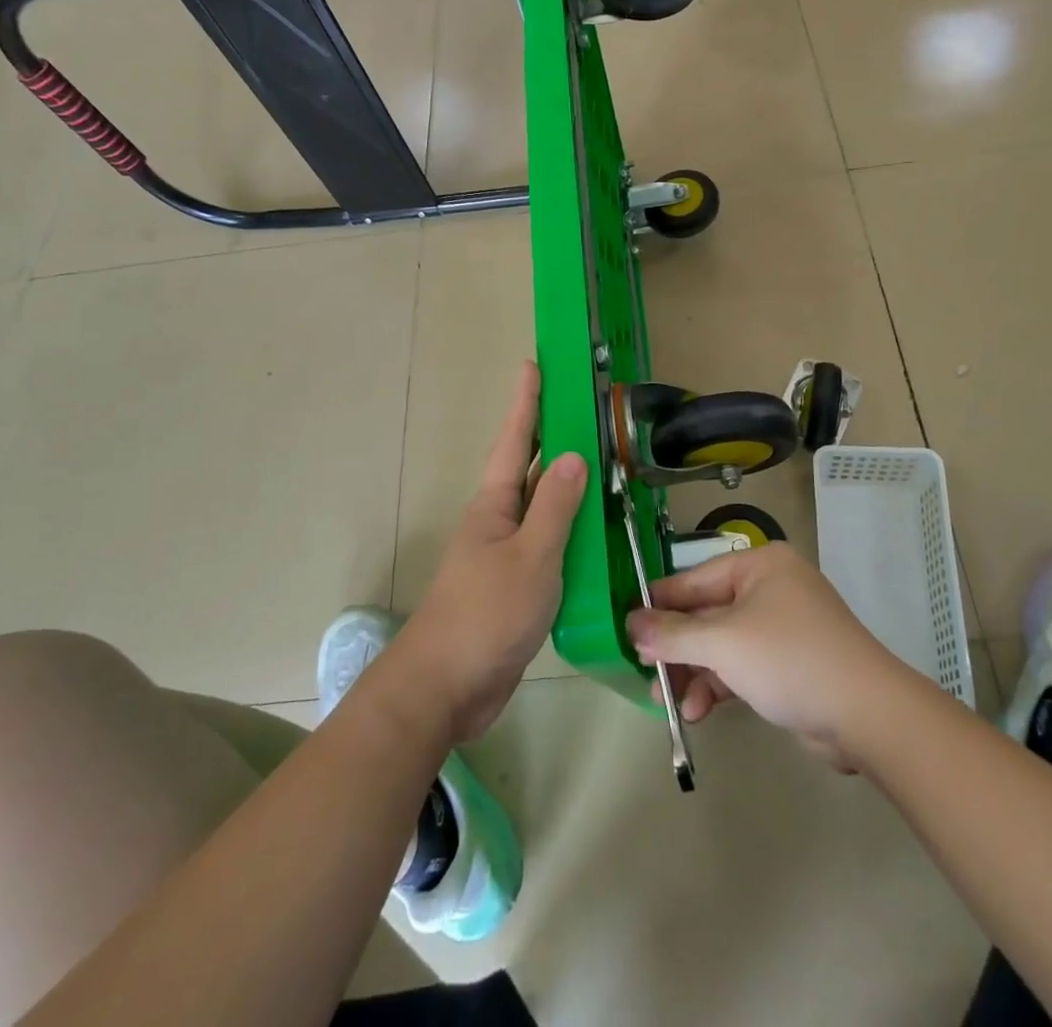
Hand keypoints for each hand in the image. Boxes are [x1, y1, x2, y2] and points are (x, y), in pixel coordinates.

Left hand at [394, 362, 586, 743]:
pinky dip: (573, 533)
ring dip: (568, 487)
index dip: (526, 401)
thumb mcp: (531, 555)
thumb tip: (574, 455)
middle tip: (584, 409)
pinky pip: (550, 546)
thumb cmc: (486, 612)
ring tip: (604, 465)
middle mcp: (499, 521)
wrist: (447, 686)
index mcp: (495, 504)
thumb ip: (555, 506)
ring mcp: (507, 554)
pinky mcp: (517, 586)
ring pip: (543, 509)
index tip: (533, 364)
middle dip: (552, 436)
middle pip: (529, 468)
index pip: (515, 439)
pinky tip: (598, 535)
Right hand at [625, 544, 899, 758]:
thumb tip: (631, 624)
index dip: (660, 603)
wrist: (867, 715)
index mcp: (759, 566)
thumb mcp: (724, 643)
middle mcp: (769, 589)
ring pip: (721, 644)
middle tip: (645, 672)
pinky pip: (740, 666)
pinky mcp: (788, 663)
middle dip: (676, 647)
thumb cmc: (790, 659)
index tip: (627, 627)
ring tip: (667, 701)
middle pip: (706, 614)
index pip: (694, 579)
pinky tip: (698, 710)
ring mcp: (781, 628)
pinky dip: (718, 684)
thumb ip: (673, 634)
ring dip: (693, 672)